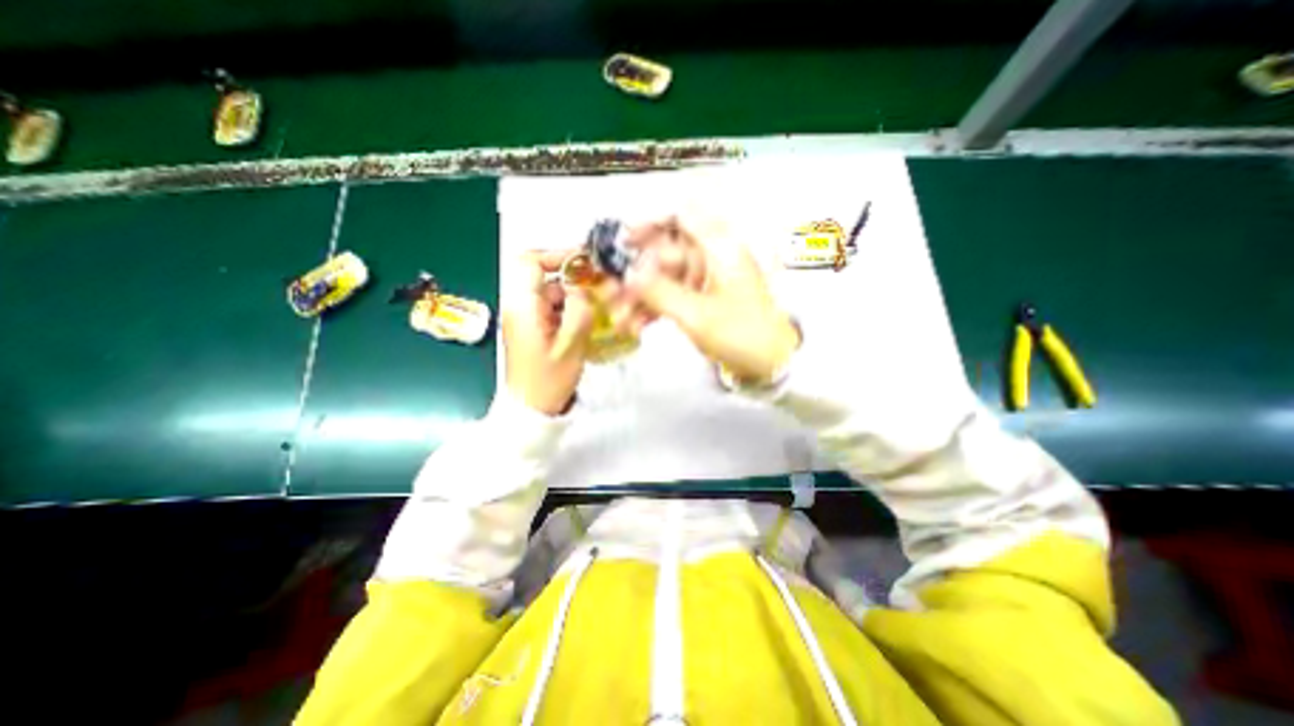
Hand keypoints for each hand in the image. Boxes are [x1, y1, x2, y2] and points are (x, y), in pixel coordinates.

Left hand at [501, 252, 594, 415]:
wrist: (531, 409)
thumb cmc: (549, 379)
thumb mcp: (572, 344)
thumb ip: (580, 309)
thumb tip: (581, 287)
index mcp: (523, 306)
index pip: (530, 261)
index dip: (556, 255)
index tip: (584, 264)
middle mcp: (518, 306)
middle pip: (544, 278)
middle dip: (573, 281)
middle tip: (599, 291)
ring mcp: (524, 318)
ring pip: (550, 294)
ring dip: (573, 298)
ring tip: (596, 312)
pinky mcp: (531, 328)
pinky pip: (551, 309)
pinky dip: (568, 311)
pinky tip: (583, 325)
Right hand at [612, 216, 800, 383]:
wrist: (771, 364)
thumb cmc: (740, 334)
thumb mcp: (696, 315)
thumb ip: (658, 291)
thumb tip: (625, 274)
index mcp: (718, 246)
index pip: (681, 214)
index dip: (649, 222)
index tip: (622, 242)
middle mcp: (711, 255)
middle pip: (664, 252)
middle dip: (634, 275)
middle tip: (608, 295)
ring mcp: (705, 278)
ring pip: (664, 277)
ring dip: (639, 297)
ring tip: (618, 319)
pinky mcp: (702, 298)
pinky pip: (671, 295)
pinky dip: (653, 309)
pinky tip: (634, 327)